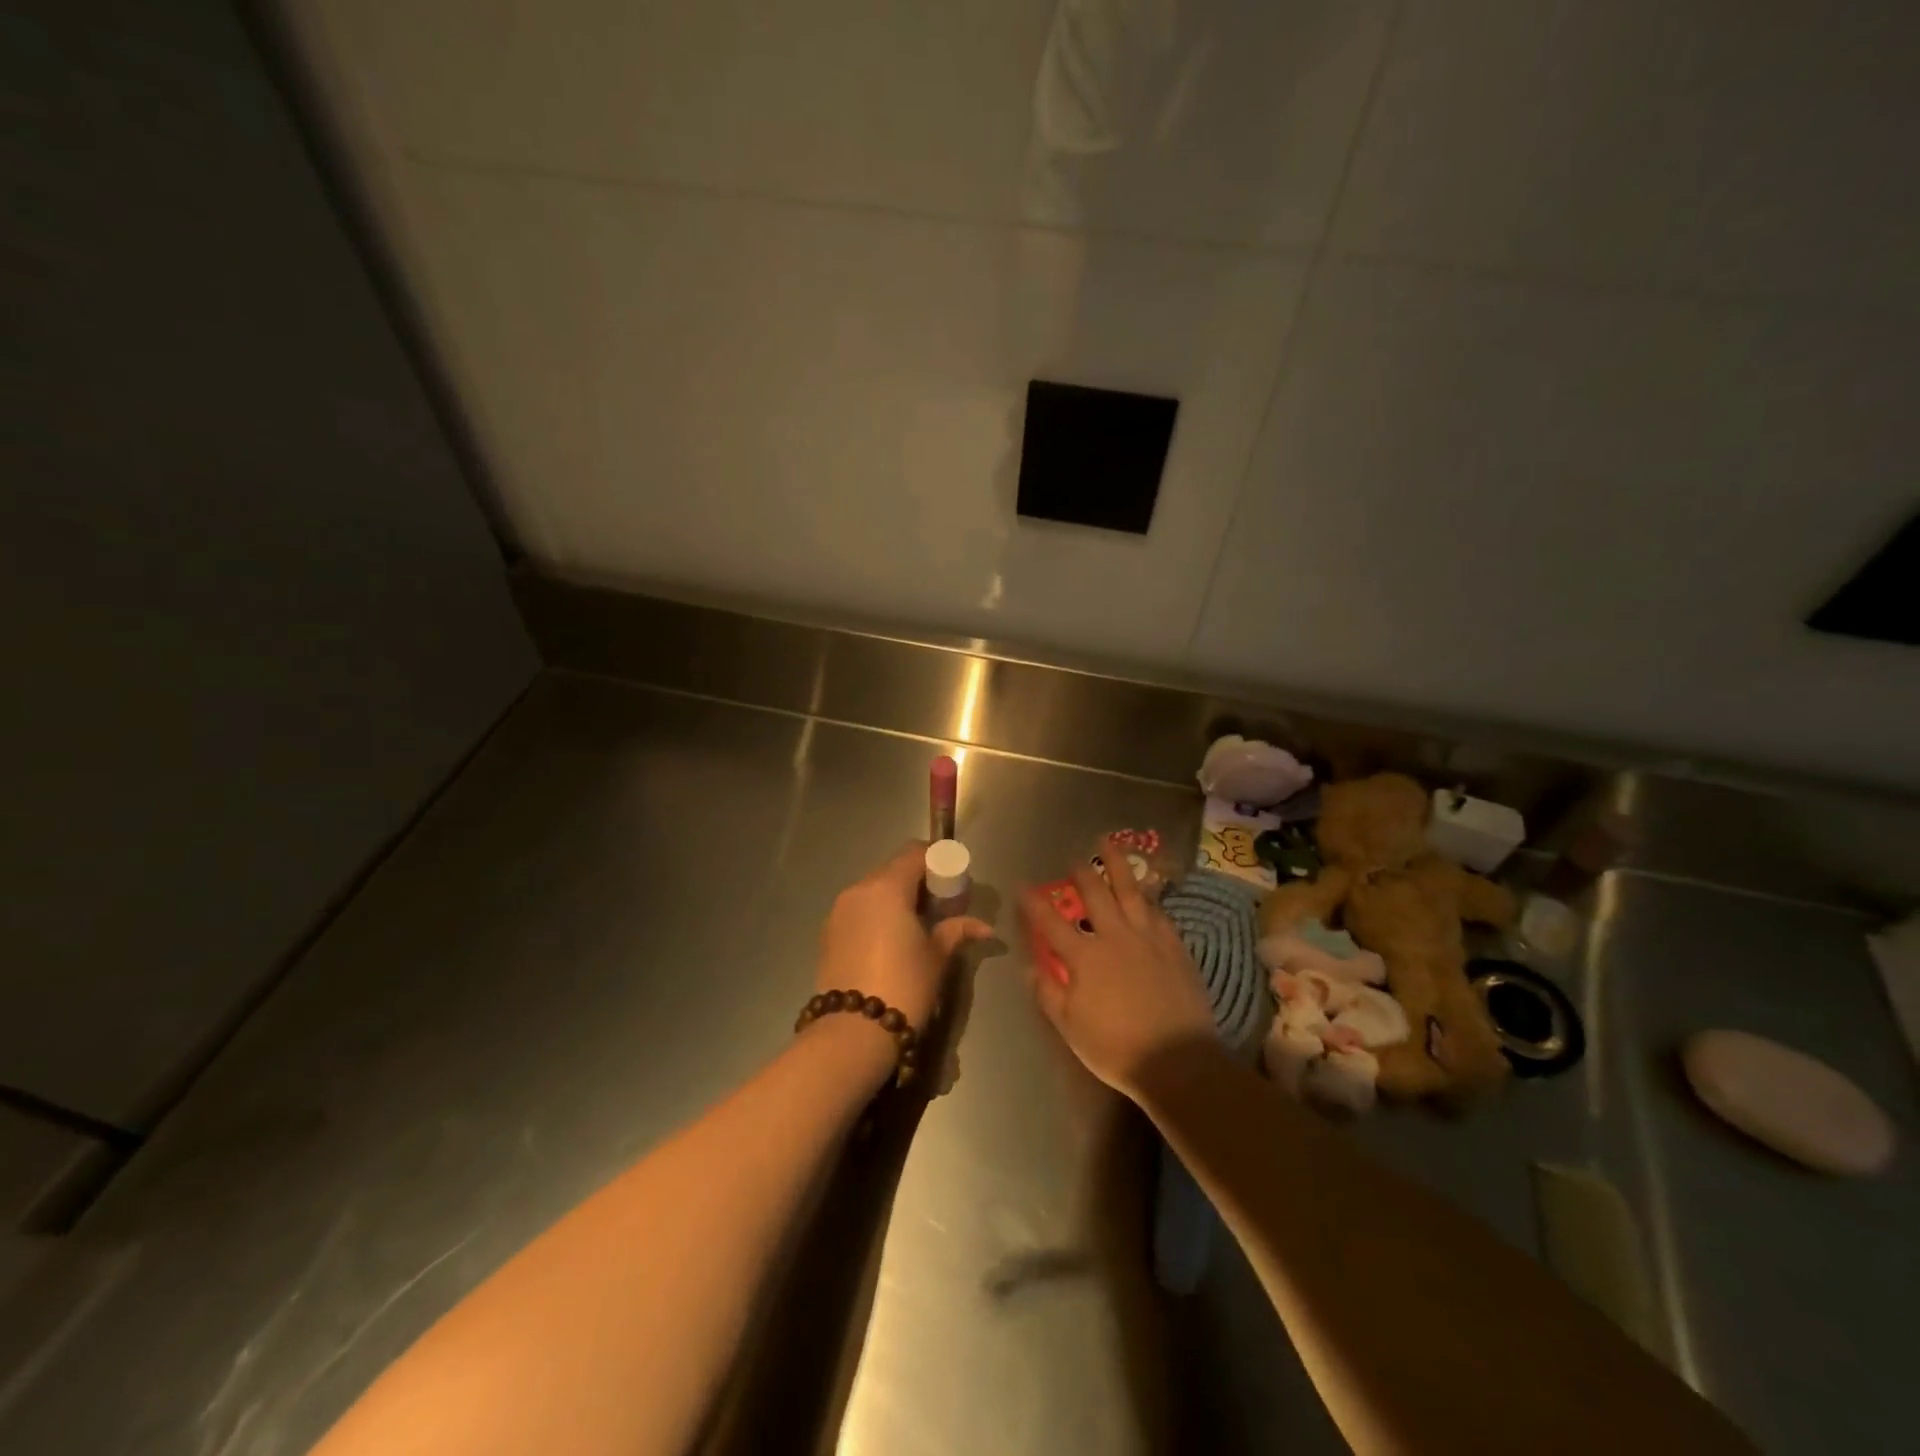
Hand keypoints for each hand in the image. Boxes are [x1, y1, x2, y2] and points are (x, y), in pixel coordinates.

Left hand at [816, 842, 992, 1032]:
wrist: (852, 1033)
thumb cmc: (904, 986)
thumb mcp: (937, 957)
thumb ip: (956, 930)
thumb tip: (984, 927)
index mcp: (886, 887)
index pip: (915, 853)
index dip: (938, 861)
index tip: (954, 881)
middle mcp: (858, 890)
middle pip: (893, 869)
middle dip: (919, 880)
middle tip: (941, 906)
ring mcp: (838, 911)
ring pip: (874, 889)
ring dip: (897, 898)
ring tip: (917, 926)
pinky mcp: (828, 933)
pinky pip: (859, 910)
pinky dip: (878, 914)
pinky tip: (892, 941)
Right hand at [1021, 836, 1216, 1098]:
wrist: (1178, 1060)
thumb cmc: (1117, 1047)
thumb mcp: (1070, 1027)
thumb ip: (1047, 993)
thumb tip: (1030, 966)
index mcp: (1084, 957)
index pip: (1051, 922)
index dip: (1033, 902)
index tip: (1021, 885)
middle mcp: (1114, 936)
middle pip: (1095, 893)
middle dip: (1081, 871)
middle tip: (1073, 858)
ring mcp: (1148, 938)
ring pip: (1131, 891)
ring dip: (1118, 865)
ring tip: (1110, 844)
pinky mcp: (1175, 946)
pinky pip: (1159, 912)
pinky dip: (1148, 898)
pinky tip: (1146, 892)